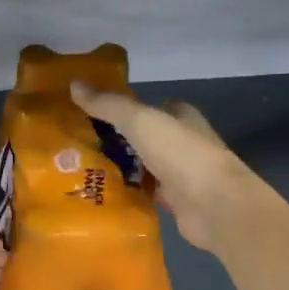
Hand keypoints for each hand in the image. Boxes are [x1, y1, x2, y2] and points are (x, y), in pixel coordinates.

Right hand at [70, 81, 261, 250]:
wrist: (214, 205)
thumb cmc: (181, 154)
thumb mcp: (140, 121)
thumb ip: (108, 105)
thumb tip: (74, 84)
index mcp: (181, 117)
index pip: (150, 107)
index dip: (124, 108)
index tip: (92, 114)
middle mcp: (183, 142)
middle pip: (145, 138)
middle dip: (118, 141)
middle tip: (79, 146)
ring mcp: (181, 174)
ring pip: (144, 167)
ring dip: (121, 170)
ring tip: (81, 172)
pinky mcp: (176, 203)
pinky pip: (146, 194)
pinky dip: (129, 194)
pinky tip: (102, 197)